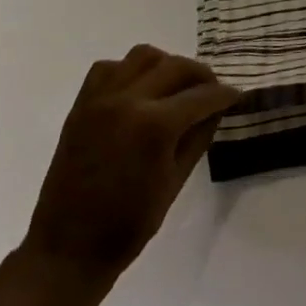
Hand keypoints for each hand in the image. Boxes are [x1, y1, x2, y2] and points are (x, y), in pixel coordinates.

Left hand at [19, 45, 238, 305]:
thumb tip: (217, 108)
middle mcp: (127, 101)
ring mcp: (100, 100)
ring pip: (142, 56)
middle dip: (201, 75)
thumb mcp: (177, 179)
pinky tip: (141, 93)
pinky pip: (109, 69)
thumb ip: (199, 136)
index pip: (203, 95)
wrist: (68, 248)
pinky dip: (130, 71)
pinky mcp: (81, 106)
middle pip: (175, 66)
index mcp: (155, 125)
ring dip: (166, 65)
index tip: (237, 96)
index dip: (225, 95)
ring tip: (176, 87)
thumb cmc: (130, 223)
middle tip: (212, 92)